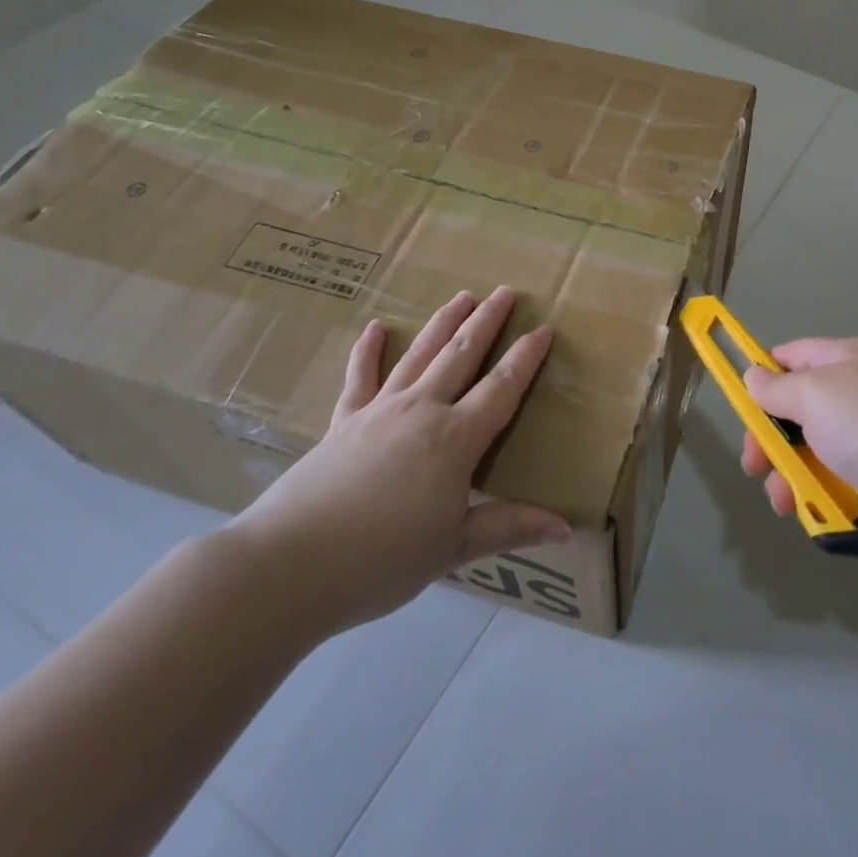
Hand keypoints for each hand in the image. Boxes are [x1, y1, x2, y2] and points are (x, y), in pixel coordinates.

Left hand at [224, 287, 570, 637]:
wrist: (291, 564)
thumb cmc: (382, 559)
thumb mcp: (453, 548)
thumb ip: (509, 527)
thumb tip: (567, 528)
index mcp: (455, 439)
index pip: (501, 388)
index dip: (525, 358)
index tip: (544, 328)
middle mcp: (421, 411)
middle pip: (461, 356)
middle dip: (486, 322)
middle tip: (505, 292)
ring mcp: (379, 410)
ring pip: (420, 355)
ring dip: (443, 323)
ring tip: (462, 296)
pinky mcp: (343, 422)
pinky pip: (360, 377)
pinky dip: (368, 351)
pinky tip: (376, 328)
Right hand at [740, 337, 857, 556]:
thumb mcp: (816, 396)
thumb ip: (778, 388)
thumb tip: (753, 377)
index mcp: (844, 360)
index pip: (790, 357)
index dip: (761, 378)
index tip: (740, 408)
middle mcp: (856, 393)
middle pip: (796, 410)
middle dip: (770, 438)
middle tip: (755, 465)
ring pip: (812, 451)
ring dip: (789, 474)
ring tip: (783, 501)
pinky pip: (836, 481)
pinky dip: (819, 495)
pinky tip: (810, 513)